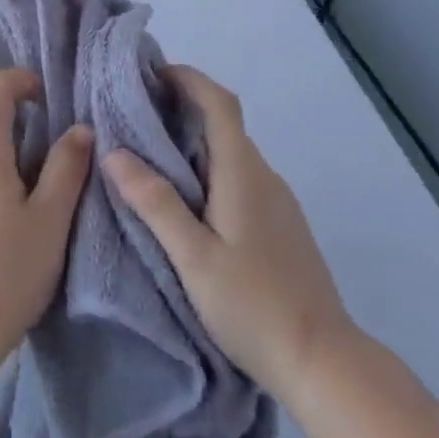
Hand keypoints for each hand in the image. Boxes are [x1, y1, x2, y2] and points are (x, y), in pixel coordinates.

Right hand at [103, 64, 352, 392]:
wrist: (325, 364)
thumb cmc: (254, 305)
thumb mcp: (194, 257)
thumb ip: (156, 203)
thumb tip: (114, 152)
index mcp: (243, 173)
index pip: (220, 103)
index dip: (188, 78)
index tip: (152, 73)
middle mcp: (264, 176)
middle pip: (224, 123)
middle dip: (182, 108)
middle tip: (135, 114)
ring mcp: (277, 201)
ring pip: (231, 152)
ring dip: (194, 140)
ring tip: (151, 155)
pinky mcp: (281, 225)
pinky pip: (240, 177)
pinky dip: (210, 168)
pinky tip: (188, 199)